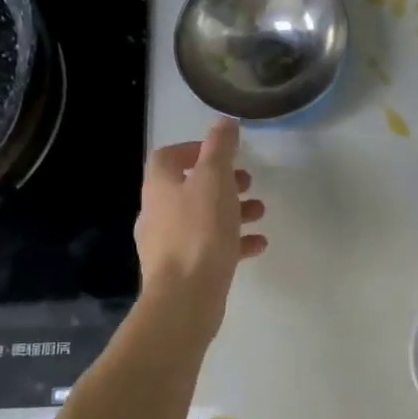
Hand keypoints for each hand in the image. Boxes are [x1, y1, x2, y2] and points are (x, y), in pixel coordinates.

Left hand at [134, 119, 267, 340]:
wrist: (185, 297)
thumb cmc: (200, 230)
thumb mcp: (215, 179)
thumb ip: (220, 148)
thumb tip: (223, 122)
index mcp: (160, 185)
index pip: (168, 156)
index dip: (194, 150)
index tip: (223, 154)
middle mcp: (157, 211)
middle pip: (188, 187)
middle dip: (221, 182)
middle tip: (247, 182)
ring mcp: (167, 244)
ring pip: (202, 217)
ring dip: (231, 210)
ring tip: (259, 212)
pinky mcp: (182, 270)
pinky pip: (209, 247)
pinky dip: (233, 241)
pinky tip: (257, 244)